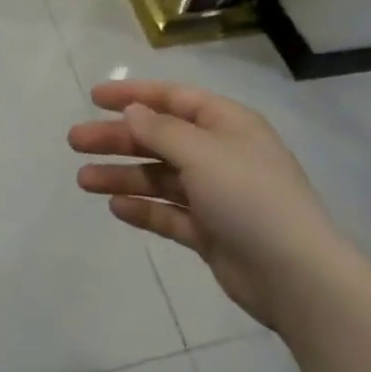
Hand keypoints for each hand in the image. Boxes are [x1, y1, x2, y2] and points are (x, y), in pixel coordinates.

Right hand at [71, 81, 338, 330]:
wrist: (295, 276)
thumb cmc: (249, 197)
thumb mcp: (202, 153)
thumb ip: (161, 130)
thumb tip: (133, 111)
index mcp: (226, 124)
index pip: (173, 98)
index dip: (133, 95)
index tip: (94, 96)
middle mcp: (220, 154)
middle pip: (159, 138)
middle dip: (117, 138)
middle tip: (75, 141)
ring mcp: (215, 195)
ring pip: (159, 177)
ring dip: (123, 175)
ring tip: (83, 181)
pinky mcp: (210, 232)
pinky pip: (169, 213)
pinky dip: (144, 208)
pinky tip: (116, 207)